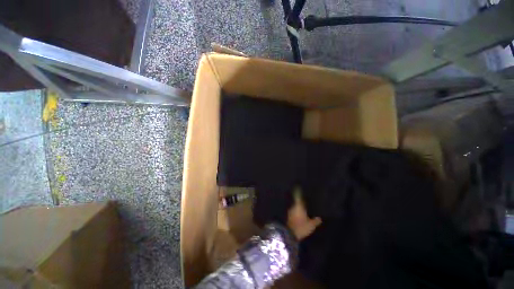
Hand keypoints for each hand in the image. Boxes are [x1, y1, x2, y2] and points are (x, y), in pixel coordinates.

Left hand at [287, 188, 321, 239]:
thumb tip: (320, 218)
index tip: (298, 186)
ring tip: (303, 208)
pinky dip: (296, 212)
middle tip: (304, 201)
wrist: (290, 234)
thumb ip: (315, 221)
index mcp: (299, 206)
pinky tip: (300, 215)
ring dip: (298, 207)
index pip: (298, 196)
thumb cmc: (301, 227)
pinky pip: (294, 212)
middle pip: (297, 202)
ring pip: (295, 207)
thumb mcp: (311, 225)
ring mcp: (290, 211)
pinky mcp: (289, 217)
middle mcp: (293, 207)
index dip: (298, 191)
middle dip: (300, 201)